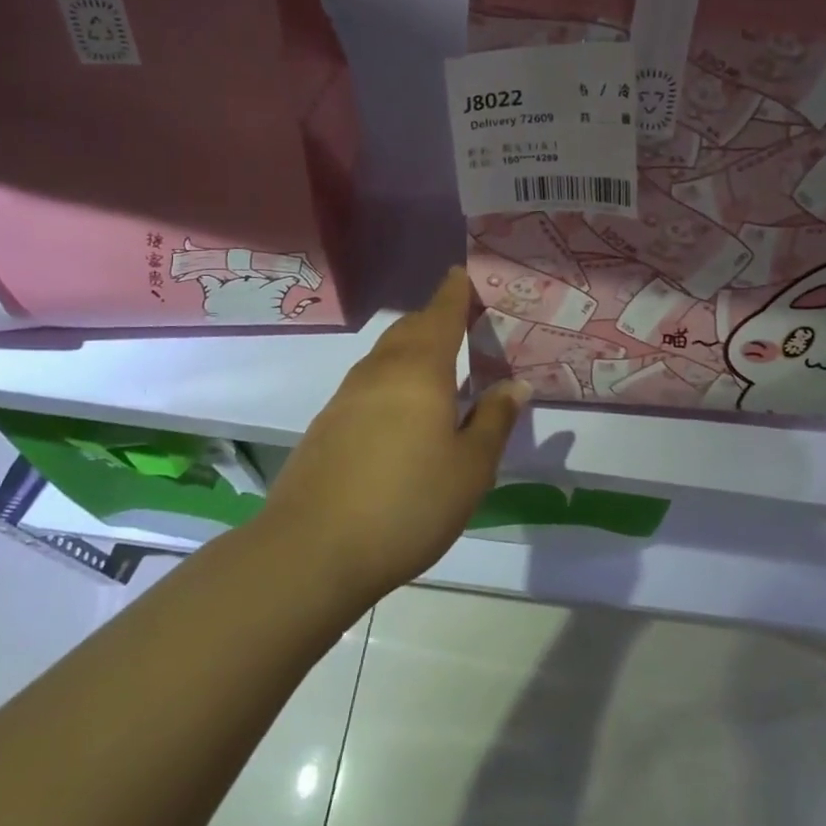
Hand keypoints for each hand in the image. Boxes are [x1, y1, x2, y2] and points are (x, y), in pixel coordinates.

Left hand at [261, 267, 529, 609]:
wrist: (311, 551)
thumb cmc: (408, 503)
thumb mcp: (470, 468)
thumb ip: (494, 420)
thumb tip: (514, 385)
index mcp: (420, 370)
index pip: (441, 314)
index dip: (455, 292)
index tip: (463, 274)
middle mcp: (380, 371)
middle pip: (409, 329)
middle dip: (435, 320)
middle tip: (462, 326)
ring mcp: (346, 397)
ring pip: (385, 356)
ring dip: (411, 350)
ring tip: (437, 370)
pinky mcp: (326, 425)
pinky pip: (368, 385)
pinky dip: (391, 381)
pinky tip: (400, 415)